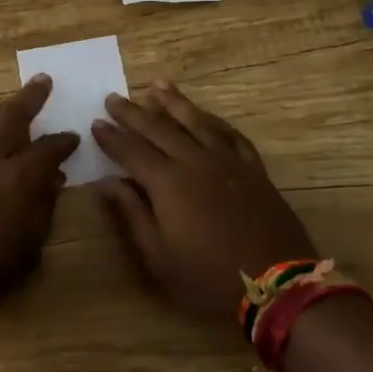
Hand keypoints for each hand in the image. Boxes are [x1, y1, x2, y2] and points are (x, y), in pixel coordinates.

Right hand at [92, 80, 316, 323]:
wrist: (277, 286)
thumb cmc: (208, 278)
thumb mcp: (159, 257)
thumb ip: (132, 215)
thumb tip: (107, 184)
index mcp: (168, 184)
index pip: (131, 151)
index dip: (111, 137)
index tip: (95, 123)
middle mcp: (195, 162)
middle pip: (159, 129)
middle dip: (133, 113)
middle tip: (113, 98)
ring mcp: (228, 162)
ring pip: (196, 122)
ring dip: (174, 102)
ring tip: (157, 85)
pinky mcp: (253, 169)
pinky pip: (231, 135)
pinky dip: (214, 121)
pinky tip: (206, 115)